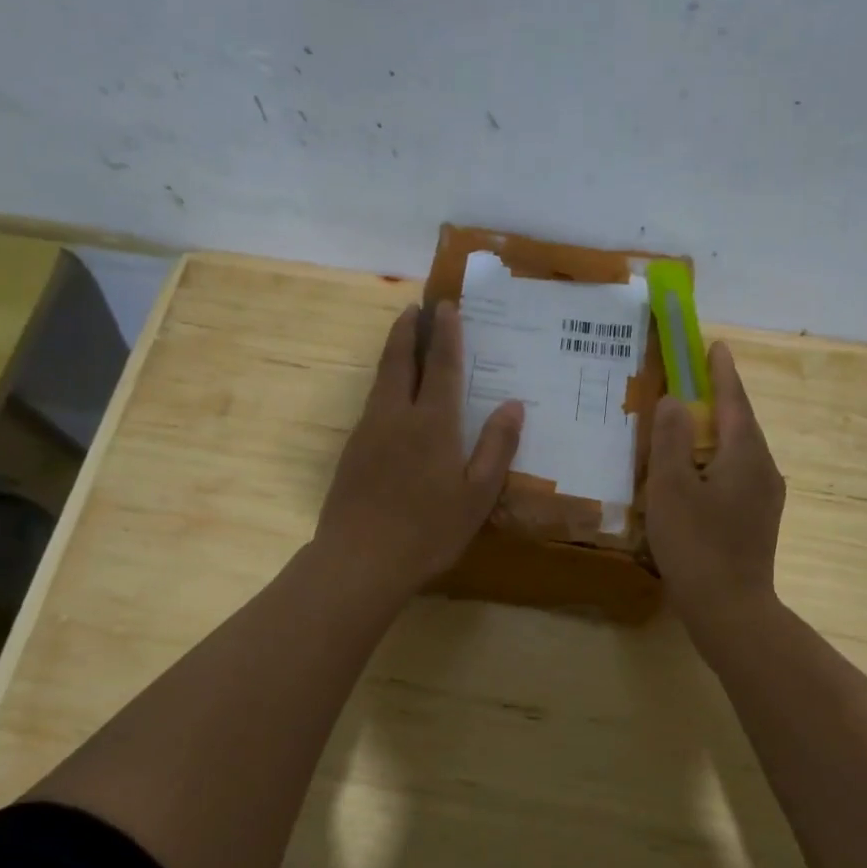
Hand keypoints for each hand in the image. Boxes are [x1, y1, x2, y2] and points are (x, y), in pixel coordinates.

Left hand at [315, 302, 523, 600]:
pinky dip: (384, 382)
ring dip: (393, 352)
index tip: (446, 307)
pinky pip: (372, 402)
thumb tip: (514, 405)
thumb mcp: (477, 494)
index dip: (446, 335)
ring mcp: (369, 431)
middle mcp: (397, 416)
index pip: (442, 366)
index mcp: (433, 423)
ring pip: (381, 379)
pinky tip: (390, 394)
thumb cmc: (428, 530)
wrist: (360, 560)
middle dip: (408, 331)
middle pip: (401, 361)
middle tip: (415, 308)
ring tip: (402, 337)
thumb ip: (496, 447)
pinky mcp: (352, 451)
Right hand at [646, 341, 785, 635]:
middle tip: (694, 379)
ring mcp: (765, 496)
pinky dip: (716, 459)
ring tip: (689, 423)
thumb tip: (677, 401)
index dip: (721, 372)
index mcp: (744, 454)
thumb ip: (671, 439)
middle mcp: (763, 468)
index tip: (715, 345)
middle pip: (740, 422)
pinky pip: (737, 472)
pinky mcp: (757, 518)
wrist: (730, 609)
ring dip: (716, 430)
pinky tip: (696, 472)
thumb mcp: (671, 488)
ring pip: (738, 450)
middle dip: (719, 398)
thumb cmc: (696, 544)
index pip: (733, 400)